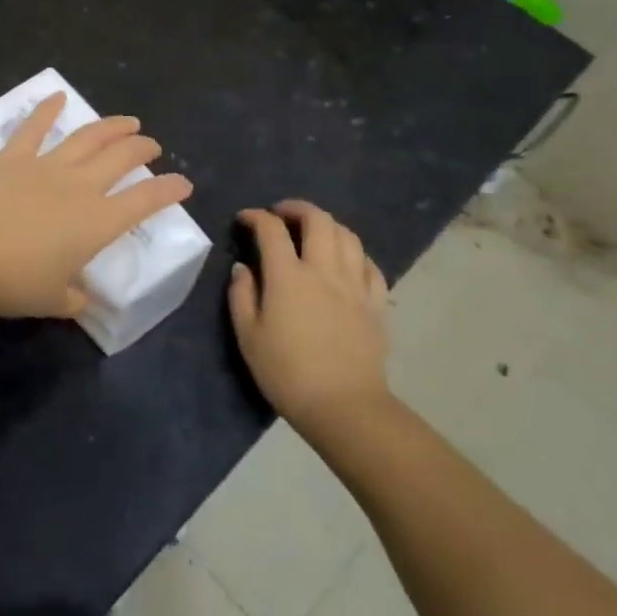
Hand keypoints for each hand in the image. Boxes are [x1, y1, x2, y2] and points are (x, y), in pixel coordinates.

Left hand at [0, 93, 194, 318]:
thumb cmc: (13, 282)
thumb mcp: (52, 301)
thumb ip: (73, 298)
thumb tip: (82, 299)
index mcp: (97, 222)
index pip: (144, 201)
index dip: (168, 190)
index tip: (184, 183)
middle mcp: (79, 186)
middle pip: (120, 158)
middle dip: (142, 149)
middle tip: (152, 145)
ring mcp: (46, 166)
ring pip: (87, 137)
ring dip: (111, 126)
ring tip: (128, 121)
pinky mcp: (12, 157)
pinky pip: (33, 128)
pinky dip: (47, 109)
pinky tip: (58, 96)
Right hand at [229, 201, 390, 439]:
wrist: (344, 407)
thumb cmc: (287, 373)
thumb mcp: (248, 336)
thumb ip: (241, 295)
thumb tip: (242, 268)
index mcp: (288, 276)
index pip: (271, 229)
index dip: (255, 217)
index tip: (244, 219)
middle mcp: (323, 270)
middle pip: (317, 220)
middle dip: (296, 208)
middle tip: (280, 215)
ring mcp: (354, 285)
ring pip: (347, 236)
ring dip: (327, 225)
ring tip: (313, 233)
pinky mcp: (375, 304)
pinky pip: (370, 265)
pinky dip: (355, 254)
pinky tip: (346, 262)